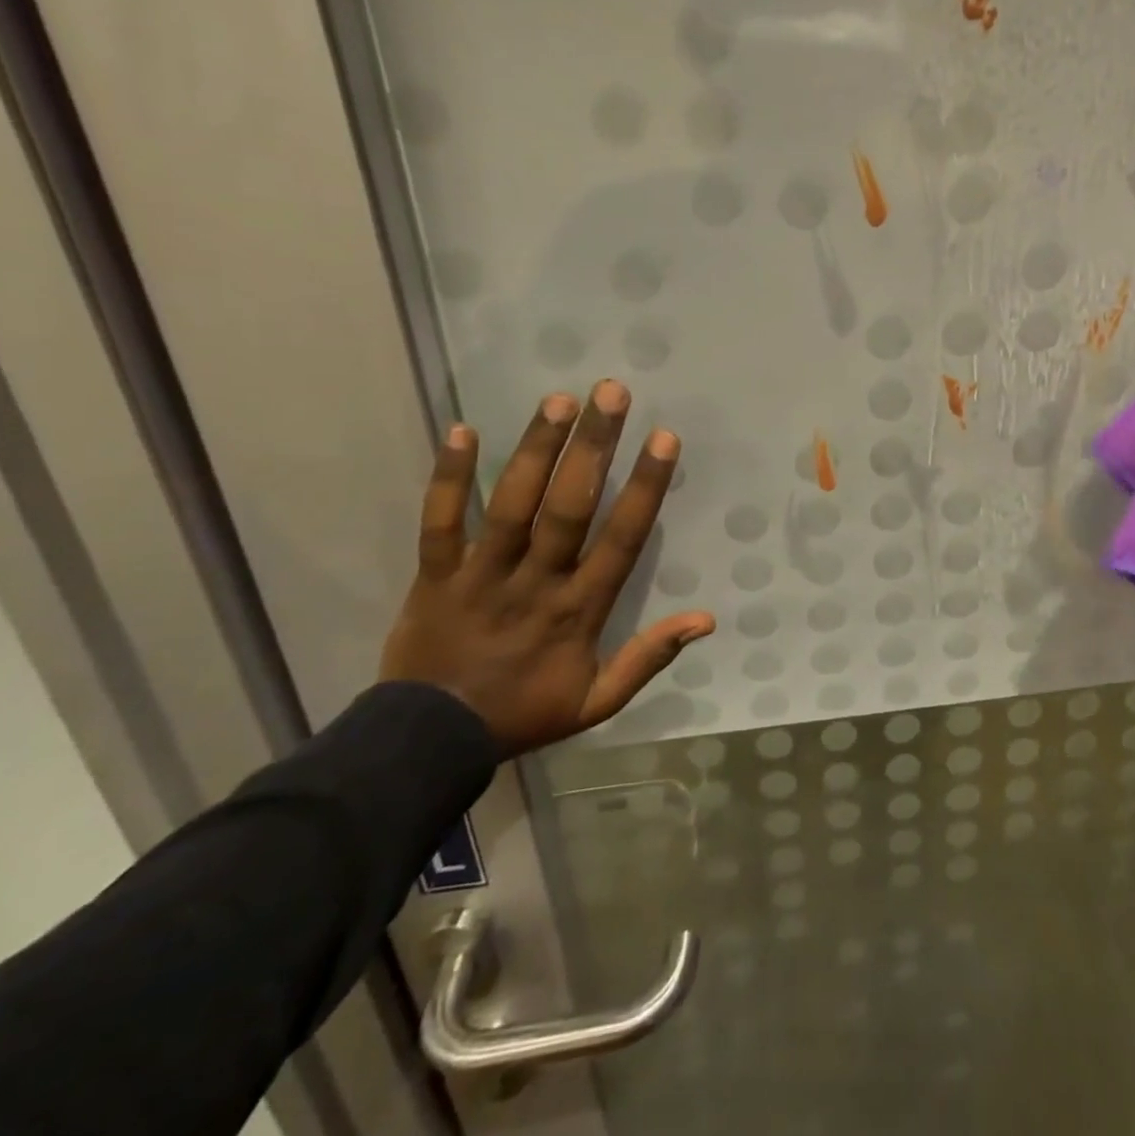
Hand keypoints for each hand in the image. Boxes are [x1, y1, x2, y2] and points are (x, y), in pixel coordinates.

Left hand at [379, 381, 715, 756]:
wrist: (429, 742)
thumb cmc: (524, 712)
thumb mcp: (598, 701)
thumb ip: (650, 658)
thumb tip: (706, 620)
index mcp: (579, 609)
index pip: (620, 538)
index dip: (644, 487)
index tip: (664, 440)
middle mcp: (535, 581)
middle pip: (568, 507)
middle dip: (593, 447)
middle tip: (611, 393)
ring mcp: (481, 574)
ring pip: (511, 504)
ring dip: (535, 450)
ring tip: (558, 400)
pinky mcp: (435, 574)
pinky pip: (440, 521)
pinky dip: (448, 477)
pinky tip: (461, 429)